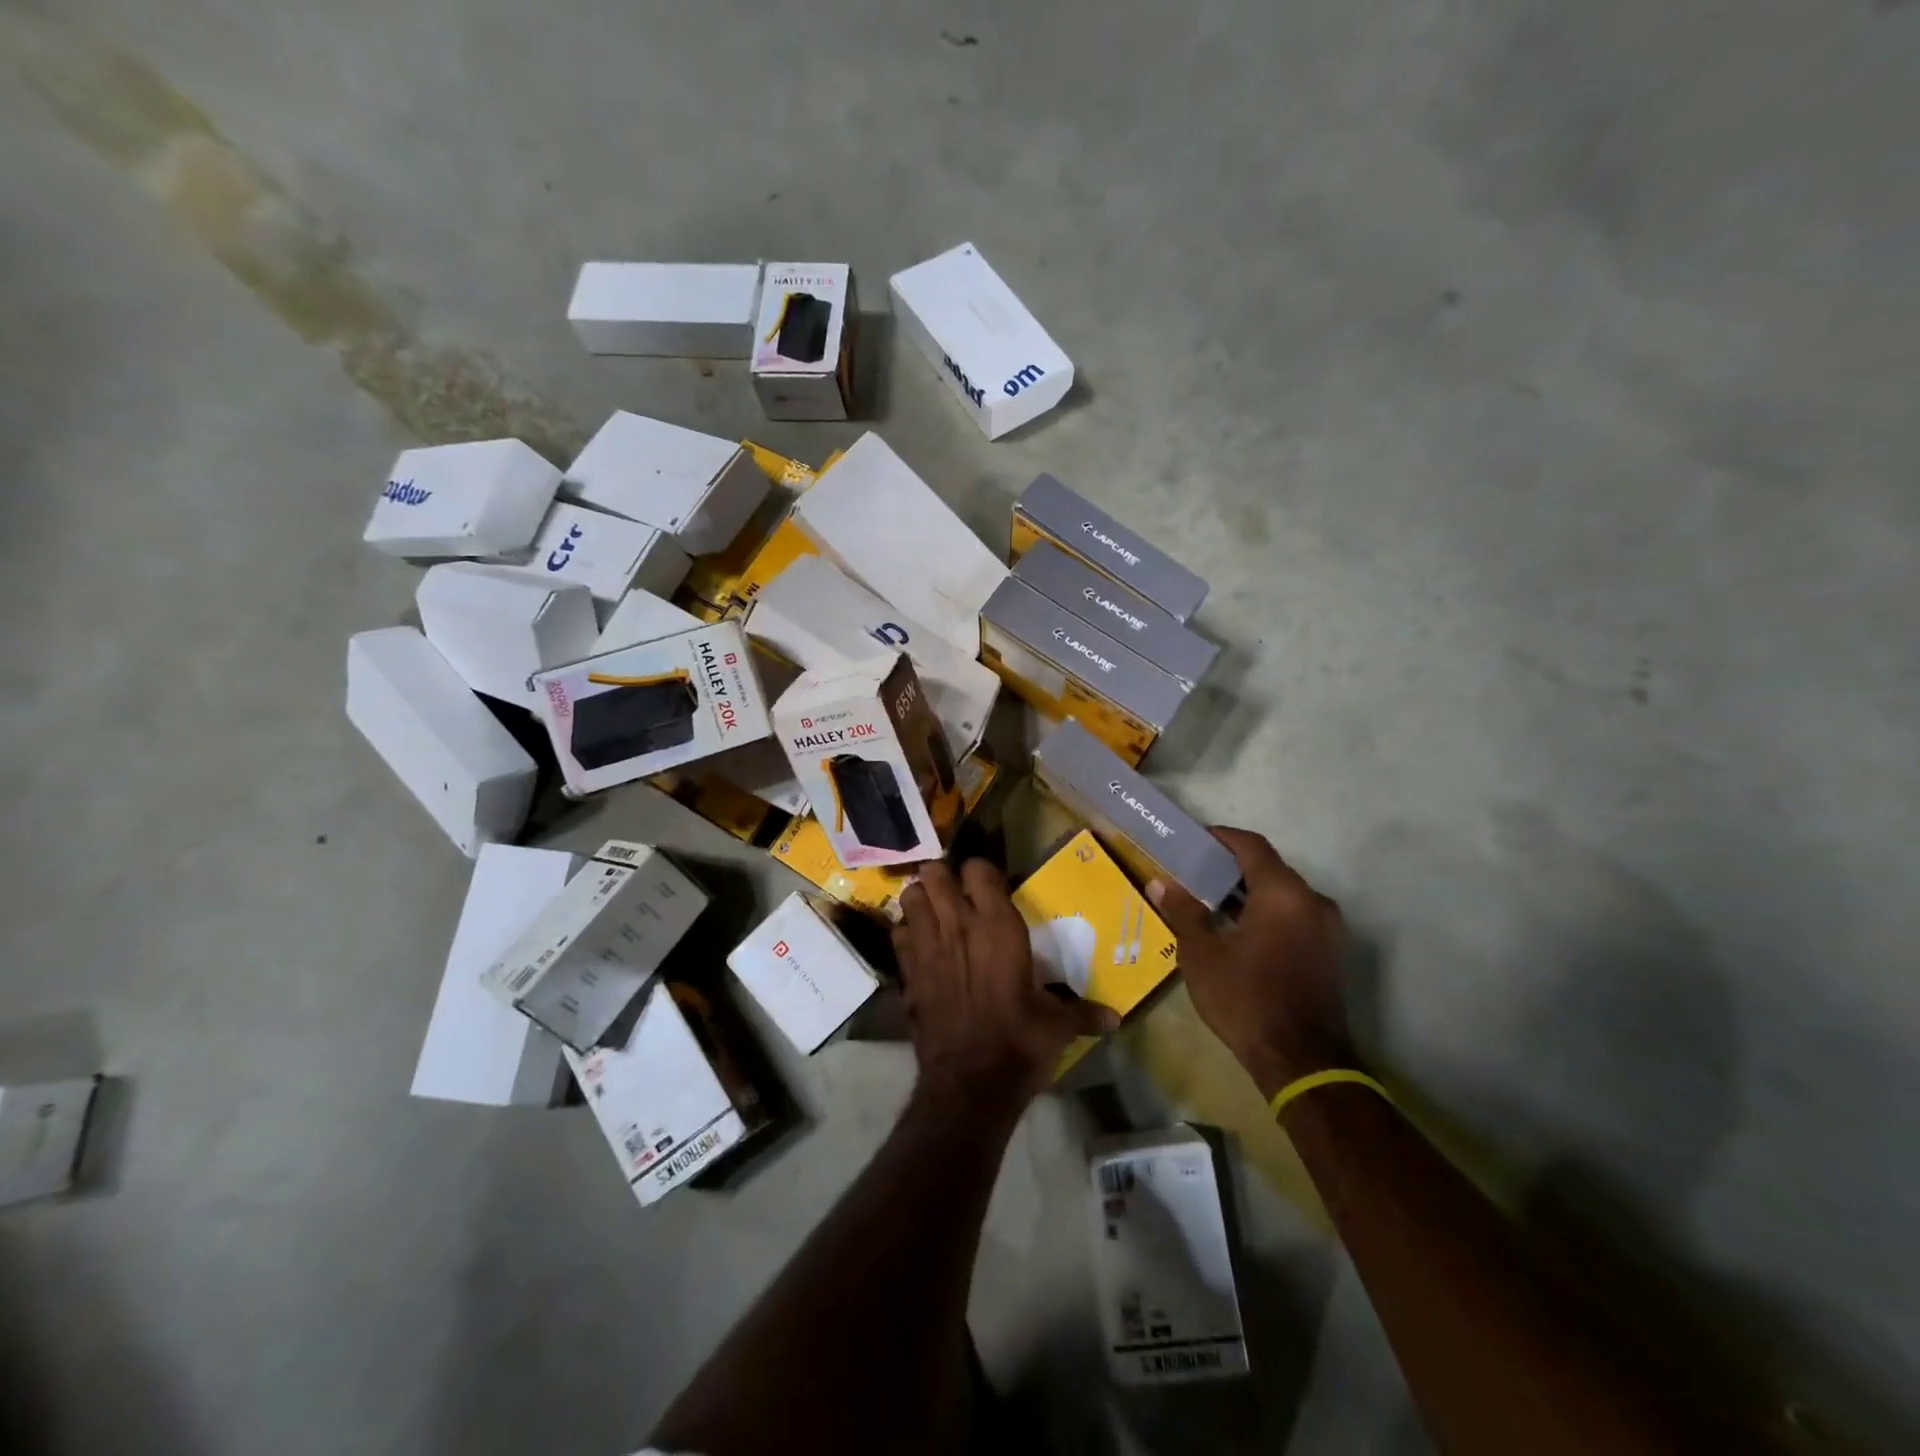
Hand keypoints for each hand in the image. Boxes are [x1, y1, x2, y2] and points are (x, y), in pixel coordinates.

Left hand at [894, 860, 1118, 1109]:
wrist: (970, 1083)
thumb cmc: (1020, 1043)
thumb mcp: (1058, 1026)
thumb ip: (1083, 1012)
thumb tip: (1115, 1019)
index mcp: (997, 926)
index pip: (979, 869)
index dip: (981, 872)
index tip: (989, 886)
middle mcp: (958, 925)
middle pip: (935, 873)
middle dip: (942, 877)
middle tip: (955, 893)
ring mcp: (927, 946)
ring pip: (910, 896)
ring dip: (920, 899)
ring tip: (933, 912)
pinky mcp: (907, 972)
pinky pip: (898, 934)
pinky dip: (905, 934)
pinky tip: (919, 948)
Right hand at [1149, 827, 1354, 1096]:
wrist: (1301, 1061)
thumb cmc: (1246, 998)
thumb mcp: (1202, 954)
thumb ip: (1184, 912)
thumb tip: (1161, 883)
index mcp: (1283, 893)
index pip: (1251, 845)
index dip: (1220, 838)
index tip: (1193, 842)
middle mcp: (1312, 901)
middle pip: (1269, 868)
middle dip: (1231, 867)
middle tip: (1195, 873)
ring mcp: (1327, 928)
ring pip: (1283, 894)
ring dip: (1249, 892)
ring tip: (1211, 902)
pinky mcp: (1330, 952)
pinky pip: (1295, 916)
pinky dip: (1267, 913)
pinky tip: (1238, 930)